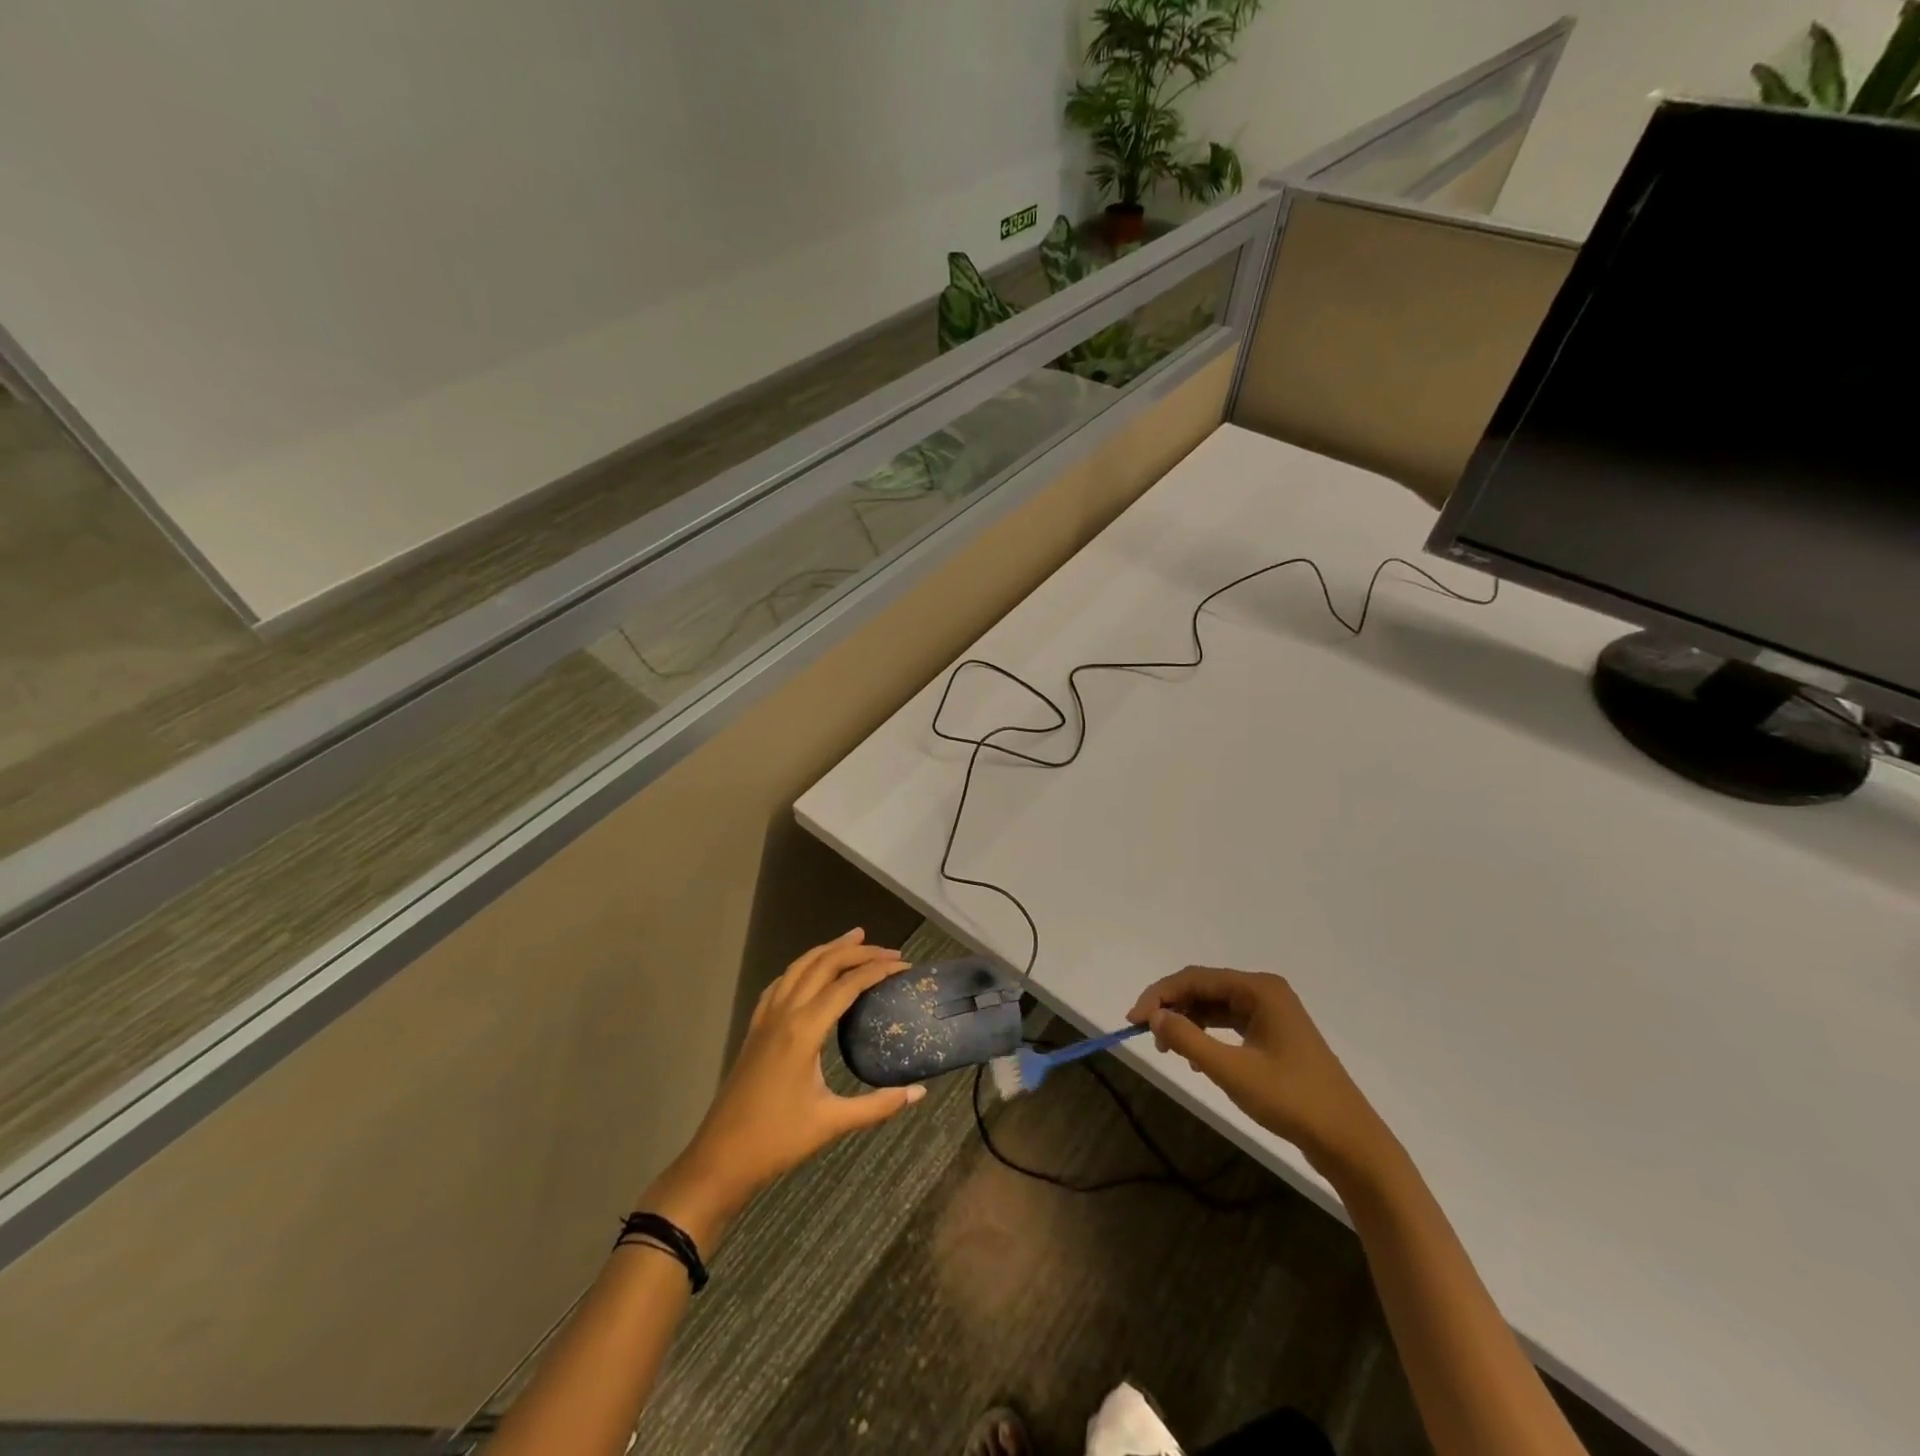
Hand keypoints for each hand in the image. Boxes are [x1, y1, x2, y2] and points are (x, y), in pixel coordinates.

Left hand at [644, 931, 924, 1243]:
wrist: (719, 1158)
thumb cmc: (777, 1141)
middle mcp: (784, 1013)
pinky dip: (802, 968)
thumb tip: (920, 1093)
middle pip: (823, 965)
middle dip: (857, 951)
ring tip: (854, 939)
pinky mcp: (755, 1029)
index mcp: (804, 1030)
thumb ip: (878, 1105)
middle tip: (888, 950)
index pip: (847, 985)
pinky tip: (810, 973)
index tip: (905, 965)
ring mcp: (766, 1018)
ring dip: (828, 950)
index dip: (878, 969)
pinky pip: (780, 983)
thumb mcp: (832, 1122)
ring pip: (799, 967)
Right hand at [1129, 966, 1393, 1180]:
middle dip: (1172, 1007)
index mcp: (1259, 989)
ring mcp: (1272, 1014)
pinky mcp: (1274, 1036)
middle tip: (1145, 1034)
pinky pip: (1229, 1023)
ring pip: (1215, 1006)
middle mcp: (1265, 992)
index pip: (1195, 978)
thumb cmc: (1292, 1101)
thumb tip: (1153, 1016)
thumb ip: (1188, 1040)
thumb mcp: (1232, 1071)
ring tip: (1167, 1048)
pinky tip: (1195, 1057)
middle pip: (1204, 988)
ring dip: (1187, 1021)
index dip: (1159, 995)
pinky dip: (1206, 1034)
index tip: (1133, 1020)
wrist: (1349, 1142)